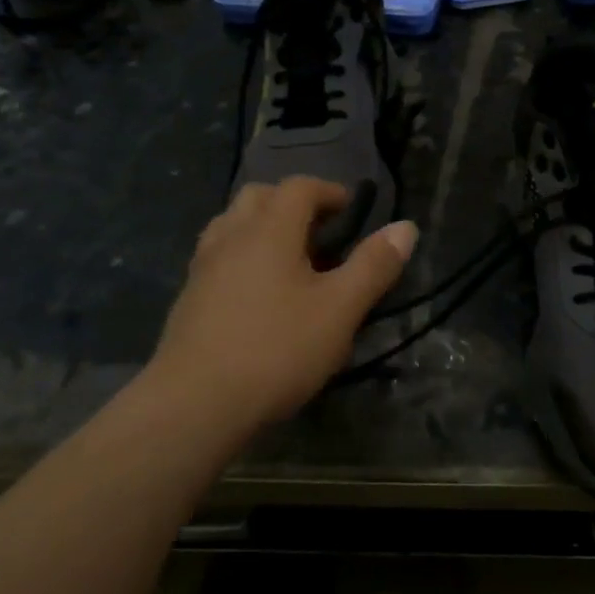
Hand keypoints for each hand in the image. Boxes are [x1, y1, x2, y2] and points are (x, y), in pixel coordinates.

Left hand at [142, 178, 416, 438]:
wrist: (194, 405)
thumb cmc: (276, 350)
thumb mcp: (340, 310)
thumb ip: (374, 265)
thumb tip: (405, 227)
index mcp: (269, 230)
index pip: (299, 187)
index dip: (330, 191)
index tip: (352, 211)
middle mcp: (231, 237)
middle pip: (259, 196)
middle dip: (292, 203)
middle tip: (321, 231)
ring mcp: (203, 267)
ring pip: (232, 225)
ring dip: (263, 227)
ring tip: (291, 259)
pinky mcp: (189, 298)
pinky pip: (219, 256)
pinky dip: (243, 256)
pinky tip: (260, 294)